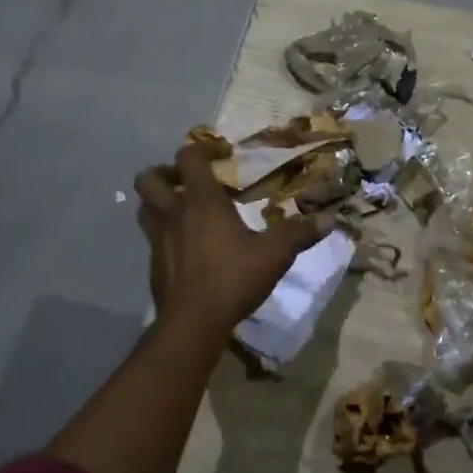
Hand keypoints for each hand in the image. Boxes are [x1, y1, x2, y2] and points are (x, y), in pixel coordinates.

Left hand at [134, 142, 331, 335]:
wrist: (193, 323)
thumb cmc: (233, 278)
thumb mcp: (275, 254)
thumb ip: (299, 234)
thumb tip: (329, 219)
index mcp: (202, 201)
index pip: (188, 157)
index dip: (203, 149)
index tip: (224, 156)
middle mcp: (174, 213)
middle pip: (149, 178)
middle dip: (165, 172)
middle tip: (188, 181)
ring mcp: (159, 240)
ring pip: (143, 208)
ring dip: (158, 202)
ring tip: (183, 209)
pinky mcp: (154, 264)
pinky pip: (152, 238)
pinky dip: (164, 235)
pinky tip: (186, 248)